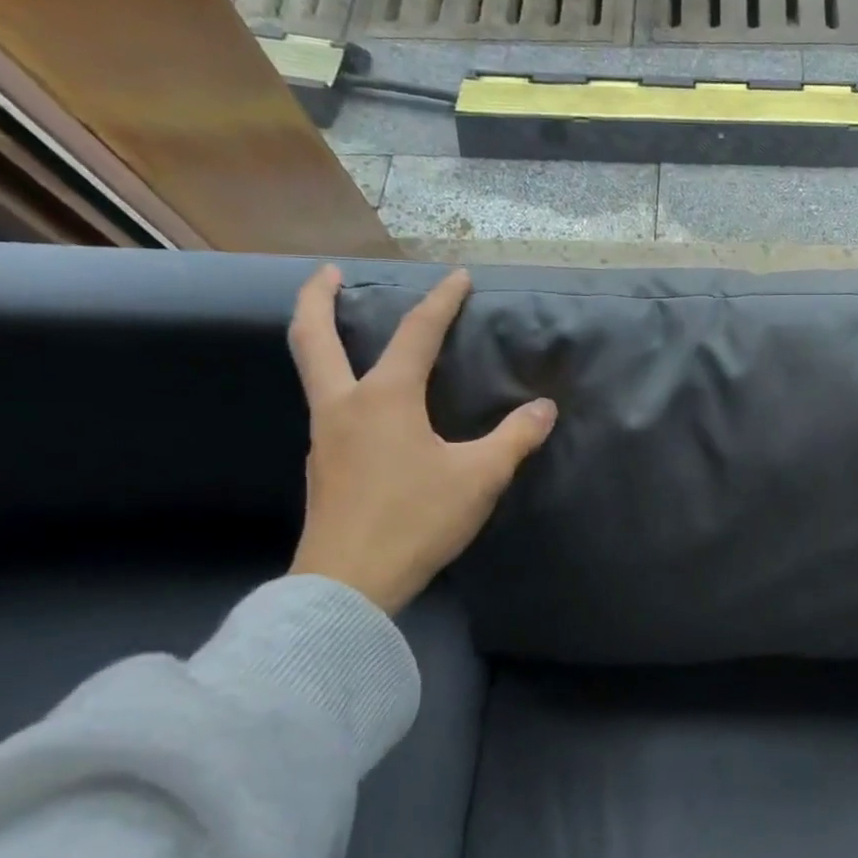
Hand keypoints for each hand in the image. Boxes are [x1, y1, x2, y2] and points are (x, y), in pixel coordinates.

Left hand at [285, 265, 556, 615]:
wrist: (348, 585)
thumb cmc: (415, 519)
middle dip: (318, 298)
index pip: (417, 334)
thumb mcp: (480, 477)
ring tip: (351, 335)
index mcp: (384, 399)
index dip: (441, 301)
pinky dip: (340, 384)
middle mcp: (345, 406)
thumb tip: (544, 409)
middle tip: (328, 272)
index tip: (458, 276)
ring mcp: (326, 437)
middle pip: (312, 337)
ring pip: (315, 373)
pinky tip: (367, 406)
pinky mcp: (324, 467)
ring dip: (325, 342)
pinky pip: (329, 408)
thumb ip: (514, 438)